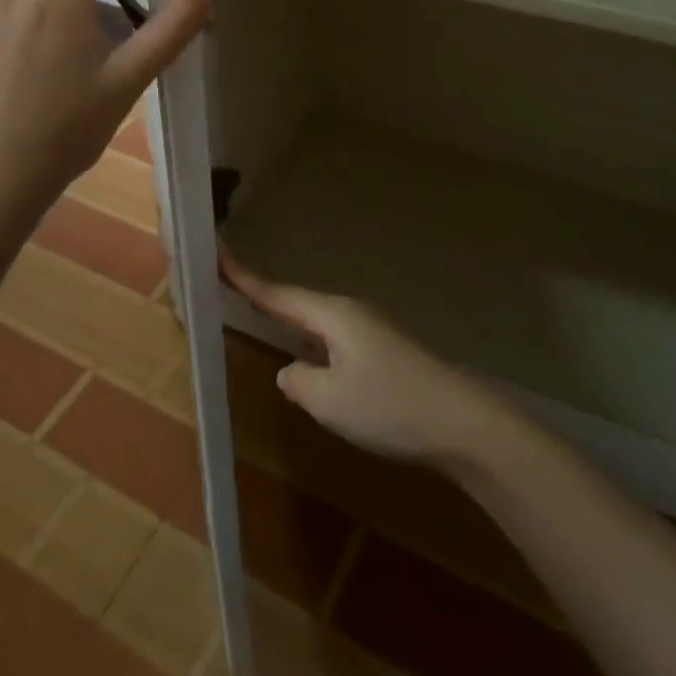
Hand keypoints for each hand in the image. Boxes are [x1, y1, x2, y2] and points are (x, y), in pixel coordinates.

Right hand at [223, 253, 506, 469]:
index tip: (215, 254)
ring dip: (288, 321)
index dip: (243, 278)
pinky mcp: (383, 352)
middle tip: (227, 284)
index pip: (276, 294)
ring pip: (316, 323)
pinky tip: (309, 361)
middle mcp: (349, 313)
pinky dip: (312, 344)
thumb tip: (290, 370)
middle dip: (263, 296)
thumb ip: (297, 382)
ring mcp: (370, 330)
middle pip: (296, 302)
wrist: (460, 422)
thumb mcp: (329, 401)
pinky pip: (334, 340)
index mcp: (332, 315)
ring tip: (260, 316)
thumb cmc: (389, 405)